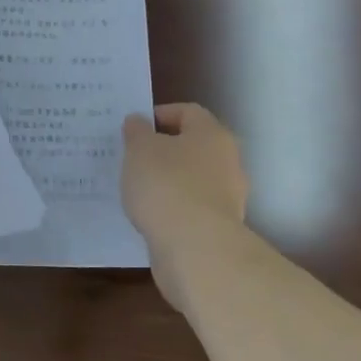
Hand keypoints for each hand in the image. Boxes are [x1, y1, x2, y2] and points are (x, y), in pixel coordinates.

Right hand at [122, 104, 248, 305]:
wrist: (195, 248)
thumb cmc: (166, 185)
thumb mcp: (139, 149)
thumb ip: (137, 131)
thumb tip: (138, 121)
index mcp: (212, 134)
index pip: (188, 112)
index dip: (160, 114)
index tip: (134, 127)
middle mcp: (227, 162)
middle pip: (193, 146)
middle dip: (163, 150)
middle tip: (133, 156)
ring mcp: (227, 197)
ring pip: (192, 179)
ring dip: (168, 181)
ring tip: (137, 188)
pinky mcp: (219, 228)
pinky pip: (191, 208)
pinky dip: (172, 208)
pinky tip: (149, 215)